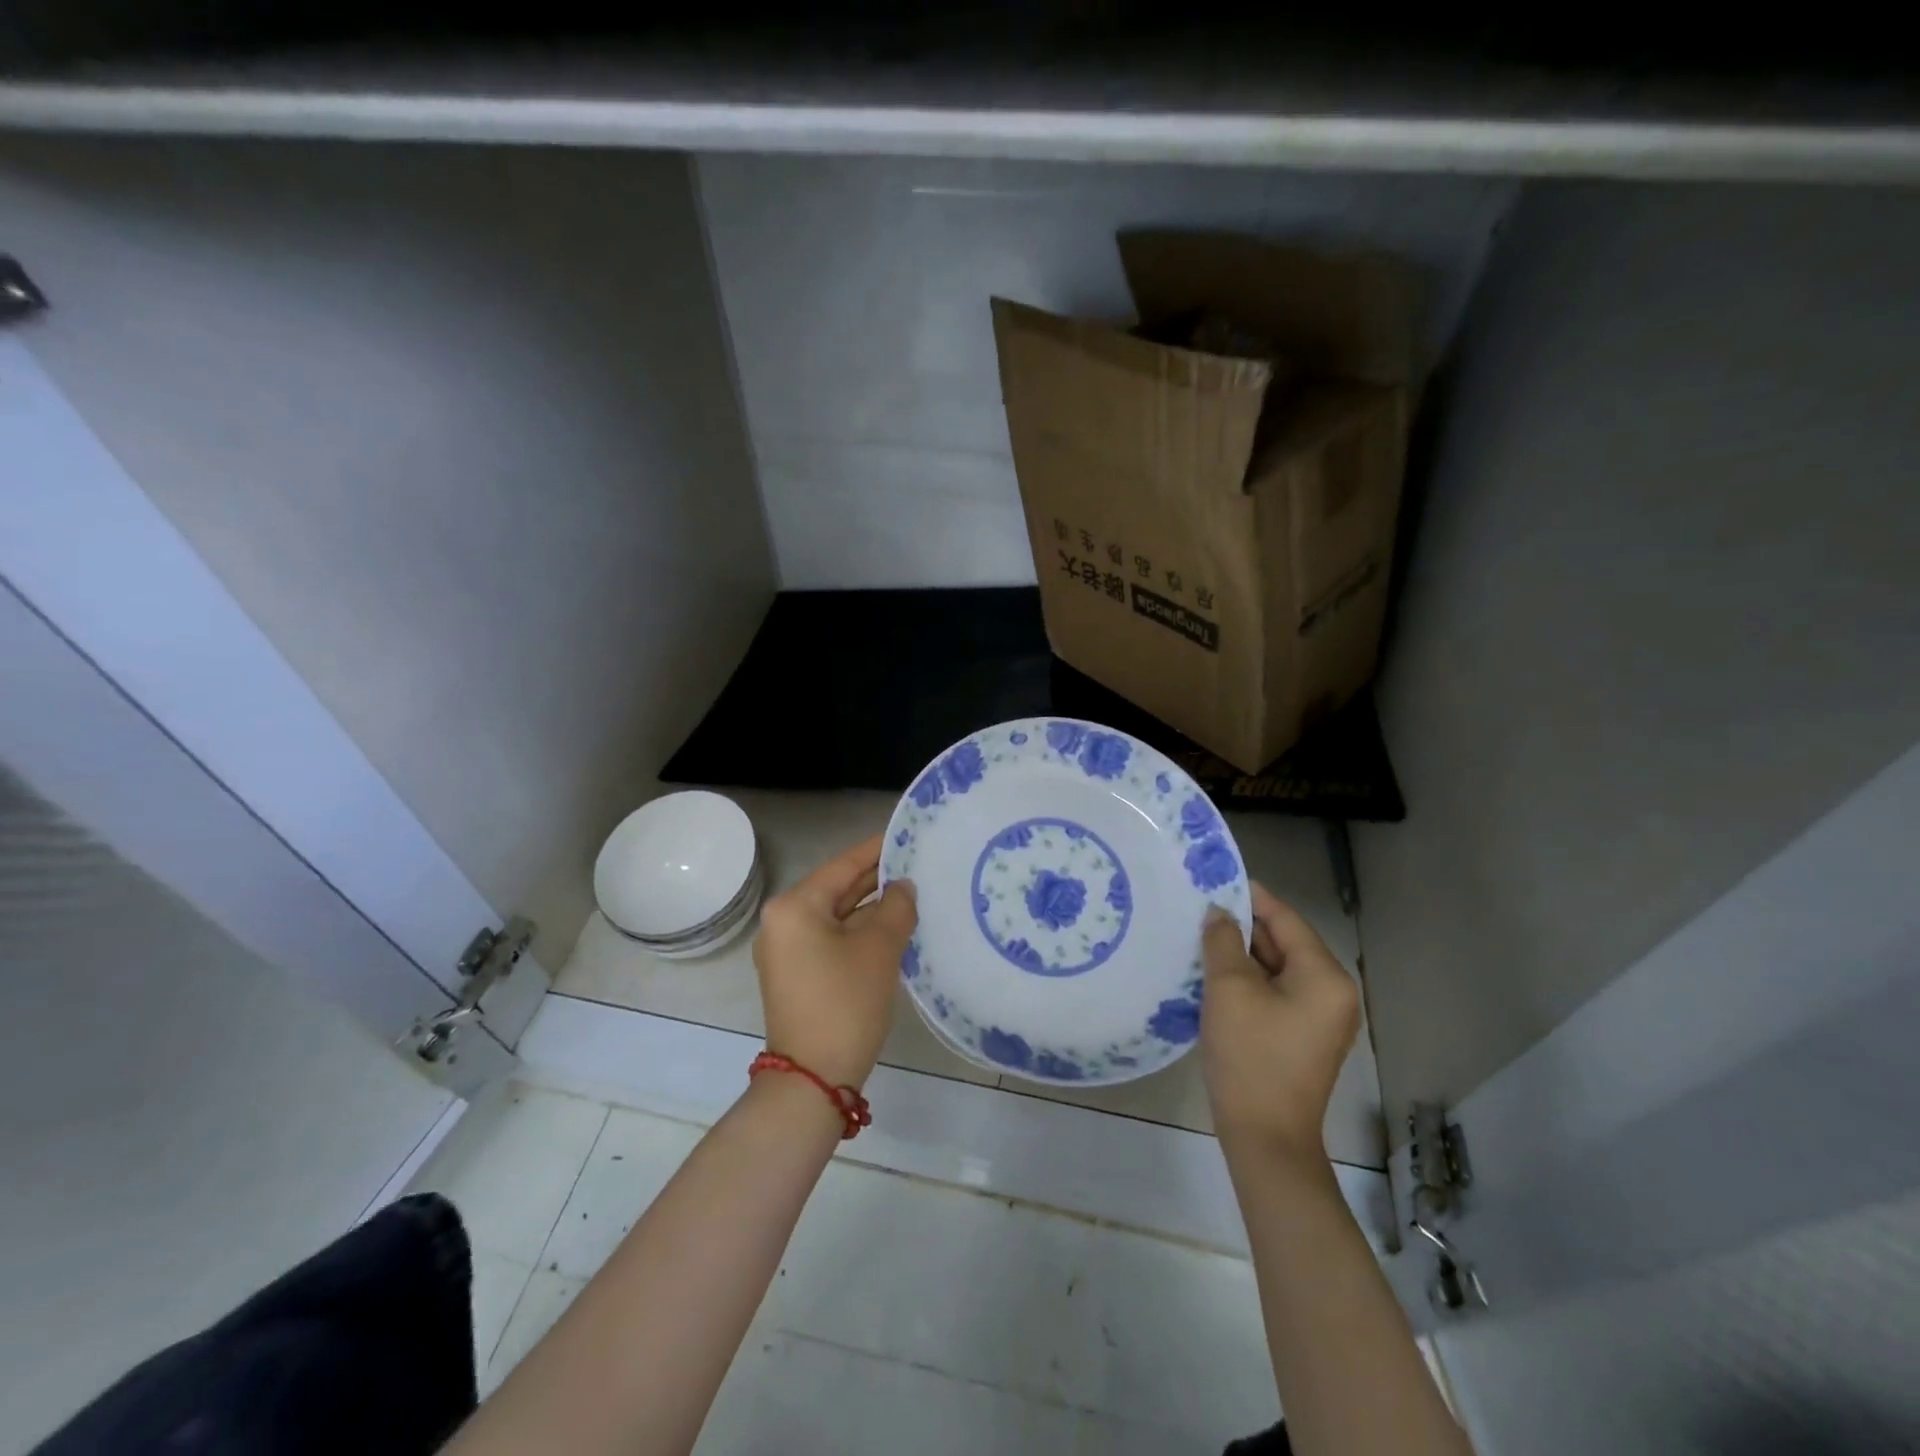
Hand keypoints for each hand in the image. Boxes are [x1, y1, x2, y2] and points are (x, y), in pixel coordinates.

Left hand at [753, 833, 916, 1089]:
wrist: (814, 1079)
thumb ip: (896, 907)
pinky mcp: (796, 975)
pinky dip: (859, 932)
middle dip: (877, 880)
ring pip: (837, 916)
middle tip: (918, 864)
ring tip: (914, 894)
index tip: (907, 834)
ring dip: (872, 909)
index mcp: (795, 906)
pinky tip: (893, 928)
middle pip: (838, 889)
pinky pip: (832, 939)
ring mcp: (787, 951)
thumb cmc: (845, 1003)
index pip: (843, 865)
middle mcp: (783, 922)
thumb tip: (903, 887)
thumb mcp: (879, 948)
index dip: (877, 849)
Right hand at [1200, 883, 1360, 1163]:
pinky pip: (1277, 992)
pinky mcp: (1304, 1036)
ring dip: (1243, 953)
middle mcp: (1332, 992)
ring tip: (1202, 935)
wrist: (1265, 1136)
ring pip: (1278, 968)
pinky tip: (1216, 972)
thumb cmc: (1250, 1056)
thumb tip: (1219, 913)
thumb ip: (1224, 941)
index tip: (1216, 878)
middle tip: (1201, 908)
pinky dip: (1250, 979)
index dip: (1251, 896)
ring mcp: (1321, 1017)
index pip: (1286, 919)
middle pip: (1285, 942)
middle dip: (1244, 925)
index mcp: (1324, 976)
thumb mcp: (1229, 989)